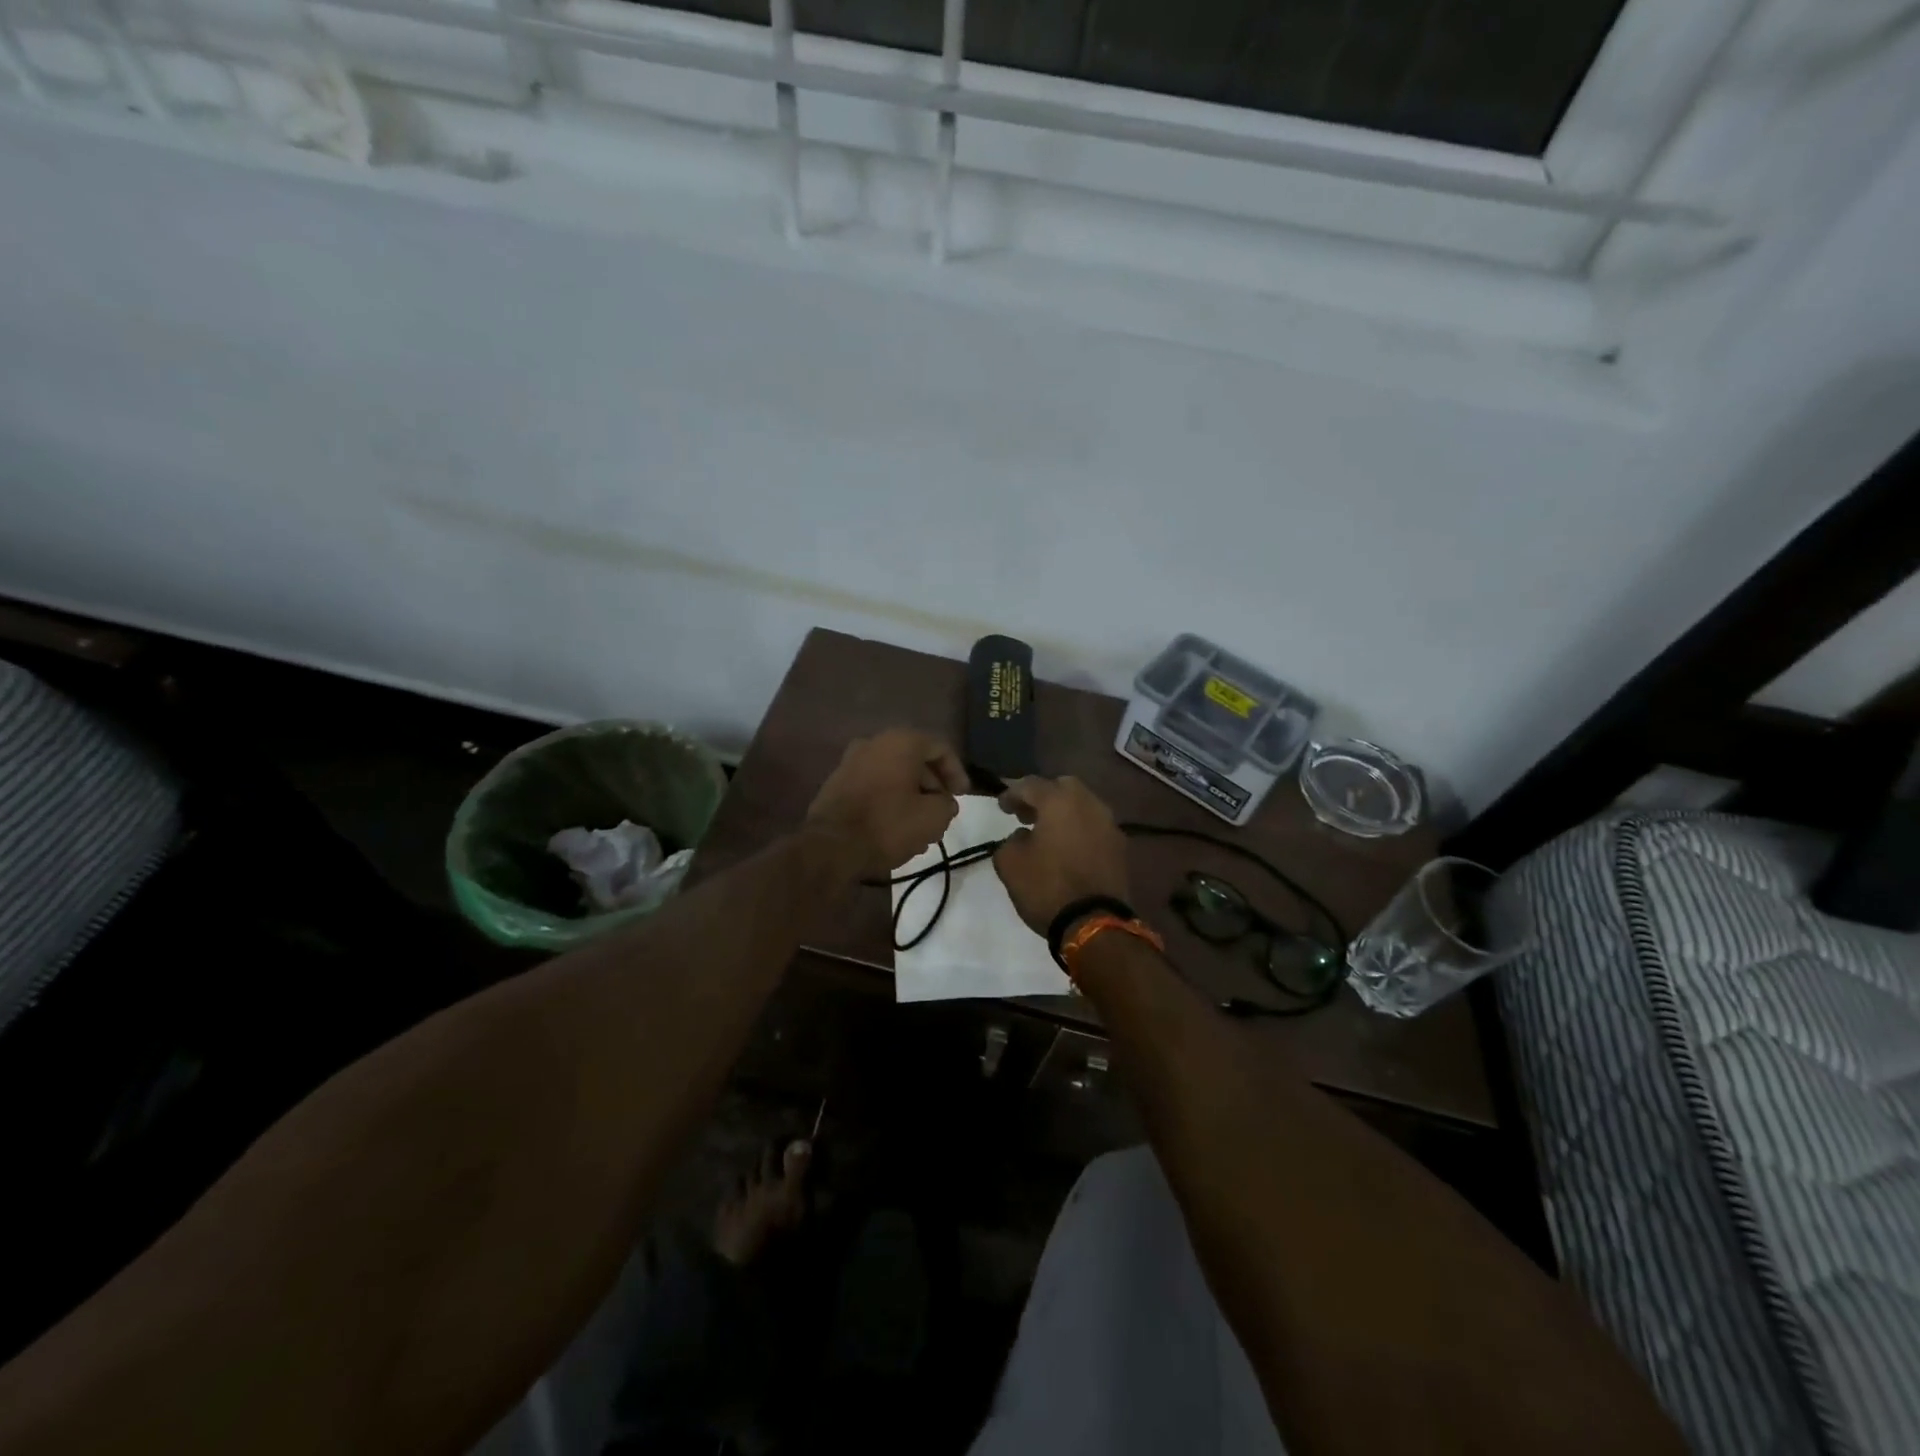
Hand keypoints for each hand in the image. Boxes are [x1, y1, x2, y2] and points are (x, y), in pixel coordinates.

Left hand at [806, 729, 968, 876]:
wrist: (830, 846)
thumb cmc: (888, 824)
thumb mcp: (933, 817)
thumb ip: (947, 804)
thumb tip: (944, 803)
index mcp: (901, 742)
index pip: (940, 748)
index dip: (957, 773)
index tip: (962, 797)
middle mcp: (874, 743)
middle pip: (915, 761)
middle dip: (933, 787)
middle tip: (942, 813)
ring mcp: (851, 762)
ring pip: (894, 775)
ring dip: (912, 796)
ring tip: (922, 827)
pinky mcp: (837, 784)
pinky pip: (874, 786)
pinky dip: (890, 801)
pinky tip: (896, 828)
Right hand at [991, 776, 1131, 934]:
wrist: (1094, 922)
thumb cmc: (1046, 887)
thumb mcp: (1009, 863)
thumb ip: (1010, 840)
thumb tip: (1023, 837)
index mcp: (1059, 801)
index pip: (1030, 785)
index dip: (1012, 793)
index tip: (1001, 807)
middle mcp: (1088, 804)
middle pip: (1063, 787)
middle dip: (1043, 796)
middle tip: (1028, 815)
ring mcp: (1109, 824)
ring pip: (1083, 806)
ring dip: (1064, 813)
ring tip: (1048, 833)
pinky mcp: (1120, 847)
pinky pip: (1095, 827)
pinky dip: (1080, 830)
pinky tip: (1068, 849)